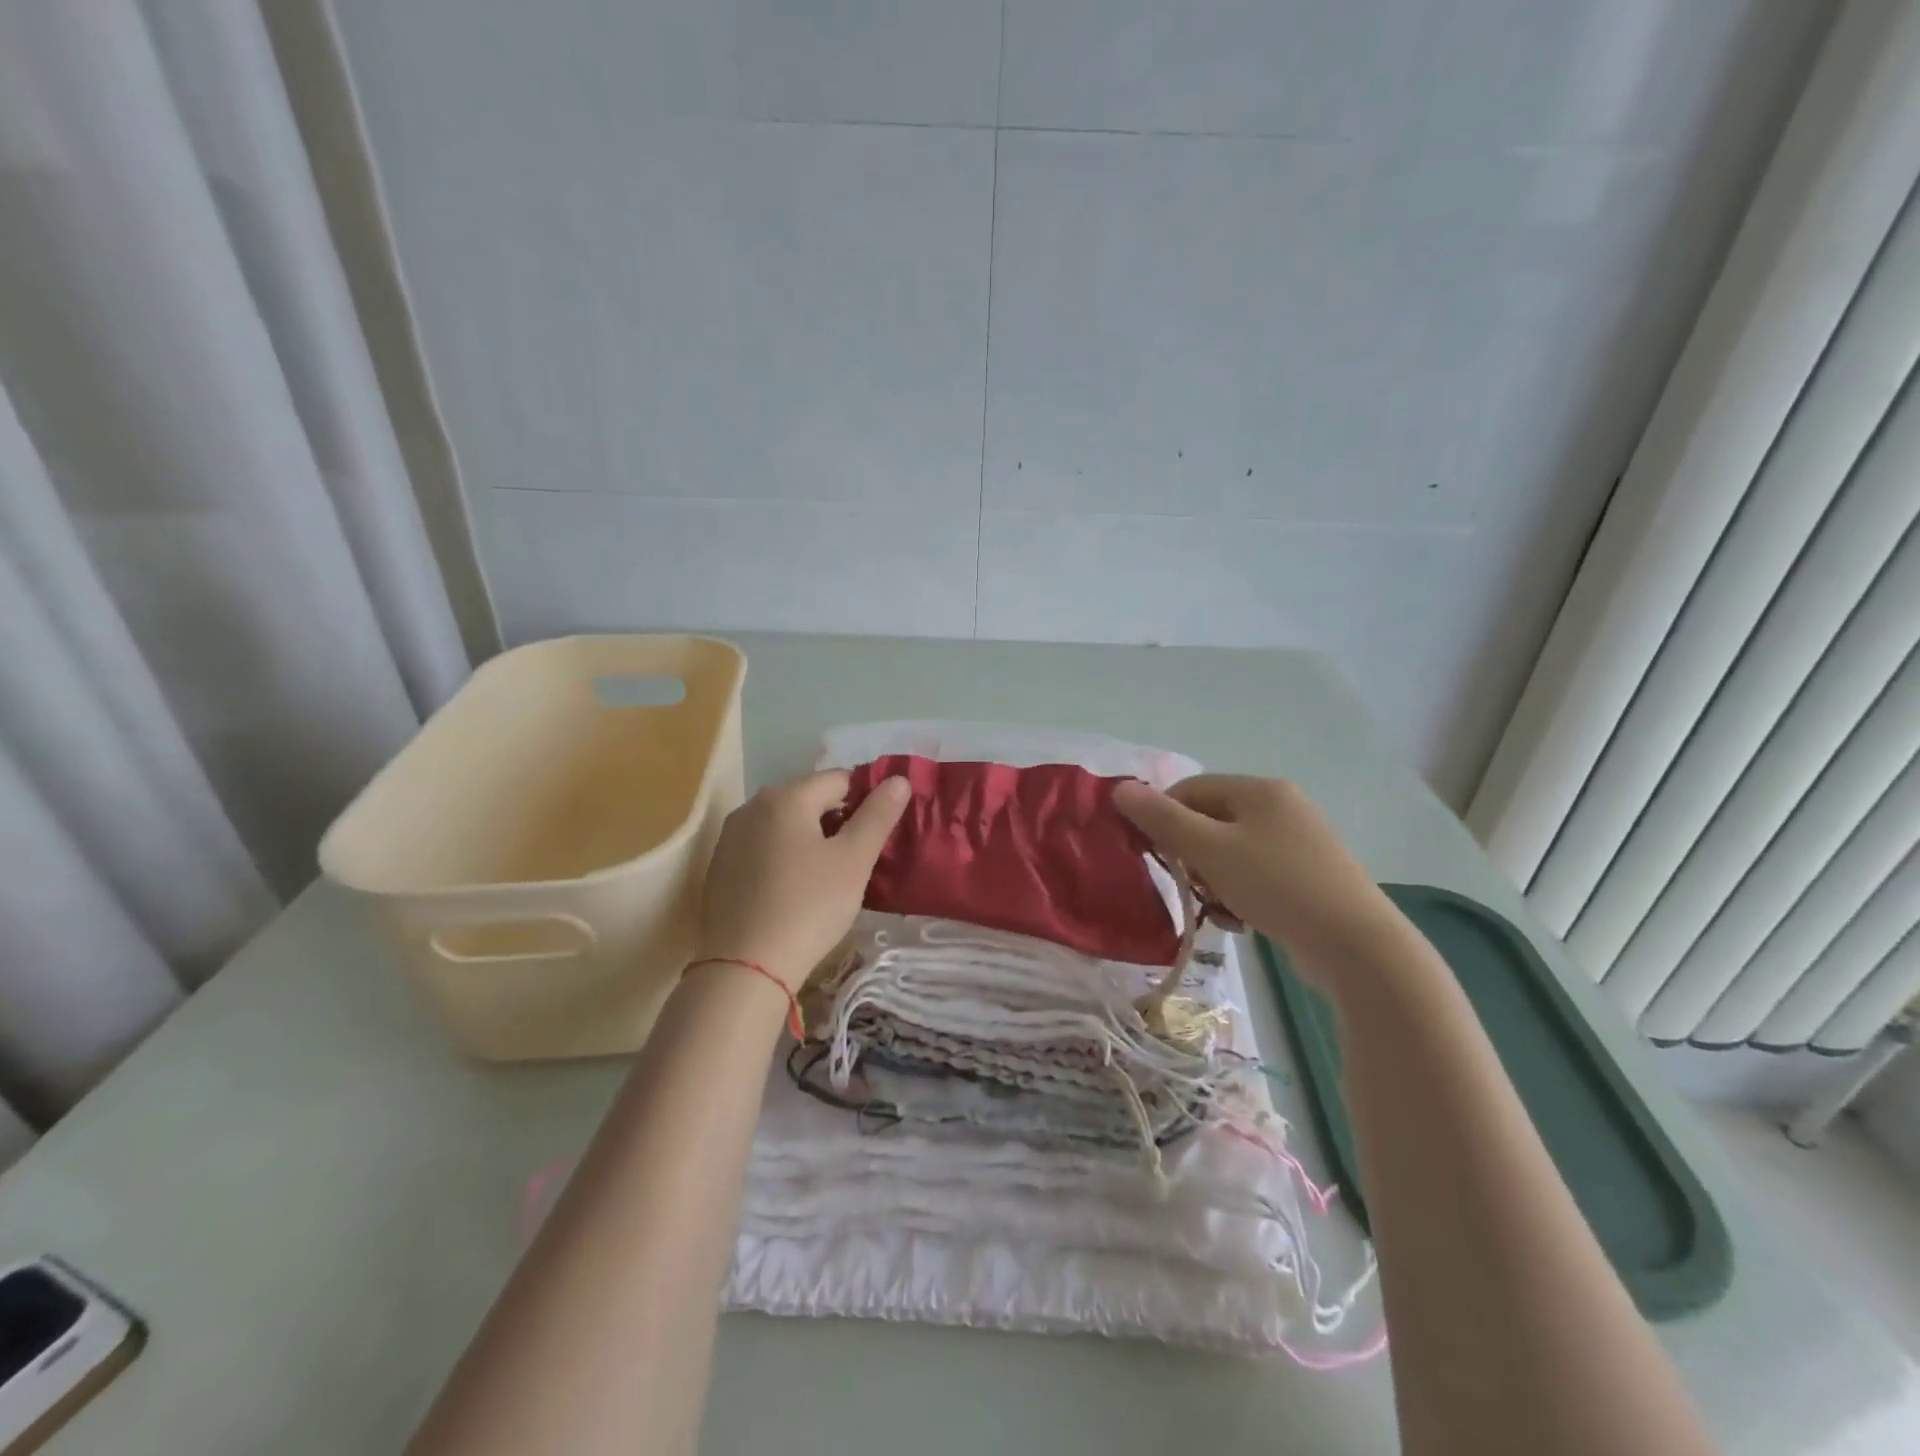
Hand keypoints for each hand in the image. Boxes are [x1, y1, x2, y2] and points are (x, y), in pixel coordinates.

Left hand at [694, 770, 909, 990]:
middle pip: (810, 799)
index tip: (879, 836)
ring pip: (786, 824)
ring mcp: (731, 837)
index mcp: (786, 796)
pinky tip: (795, 889)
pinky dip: (785, 857)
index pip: (840, 779)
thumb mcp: (854, 860)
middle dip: (839, 820)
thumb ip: (878, 814)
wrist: (746, 968)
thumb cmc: (809, 906)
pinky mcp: (721, 867)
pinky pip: (764, 847)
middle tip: (858, 859)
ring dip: (812, 838)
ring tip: (830, 876)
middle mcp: (752, 805)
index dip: (867, 801)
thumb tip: (899, 779)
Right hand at [1114, 774, 1390, 982]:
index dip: (1163, 818)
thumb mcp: (1209, 850)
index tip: (1152, 855)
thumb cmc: (1276, 885)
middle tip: (1187, 886)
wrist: (1357, 946)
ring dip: (1212, 878)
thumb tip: (1120, 789)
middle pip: (1211, 820)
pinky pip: (1256, 875)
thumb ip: (1161, 819)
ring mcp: (1301, 843)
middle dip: (1190, 854)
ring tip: (1216, 909)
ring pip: (1232, 852)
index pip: (1190, 789)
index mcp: (1260, 790)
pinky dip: (1239, 893)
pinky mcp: (1310, 877)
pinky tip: (1240, 921)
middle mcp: (1282, 807)